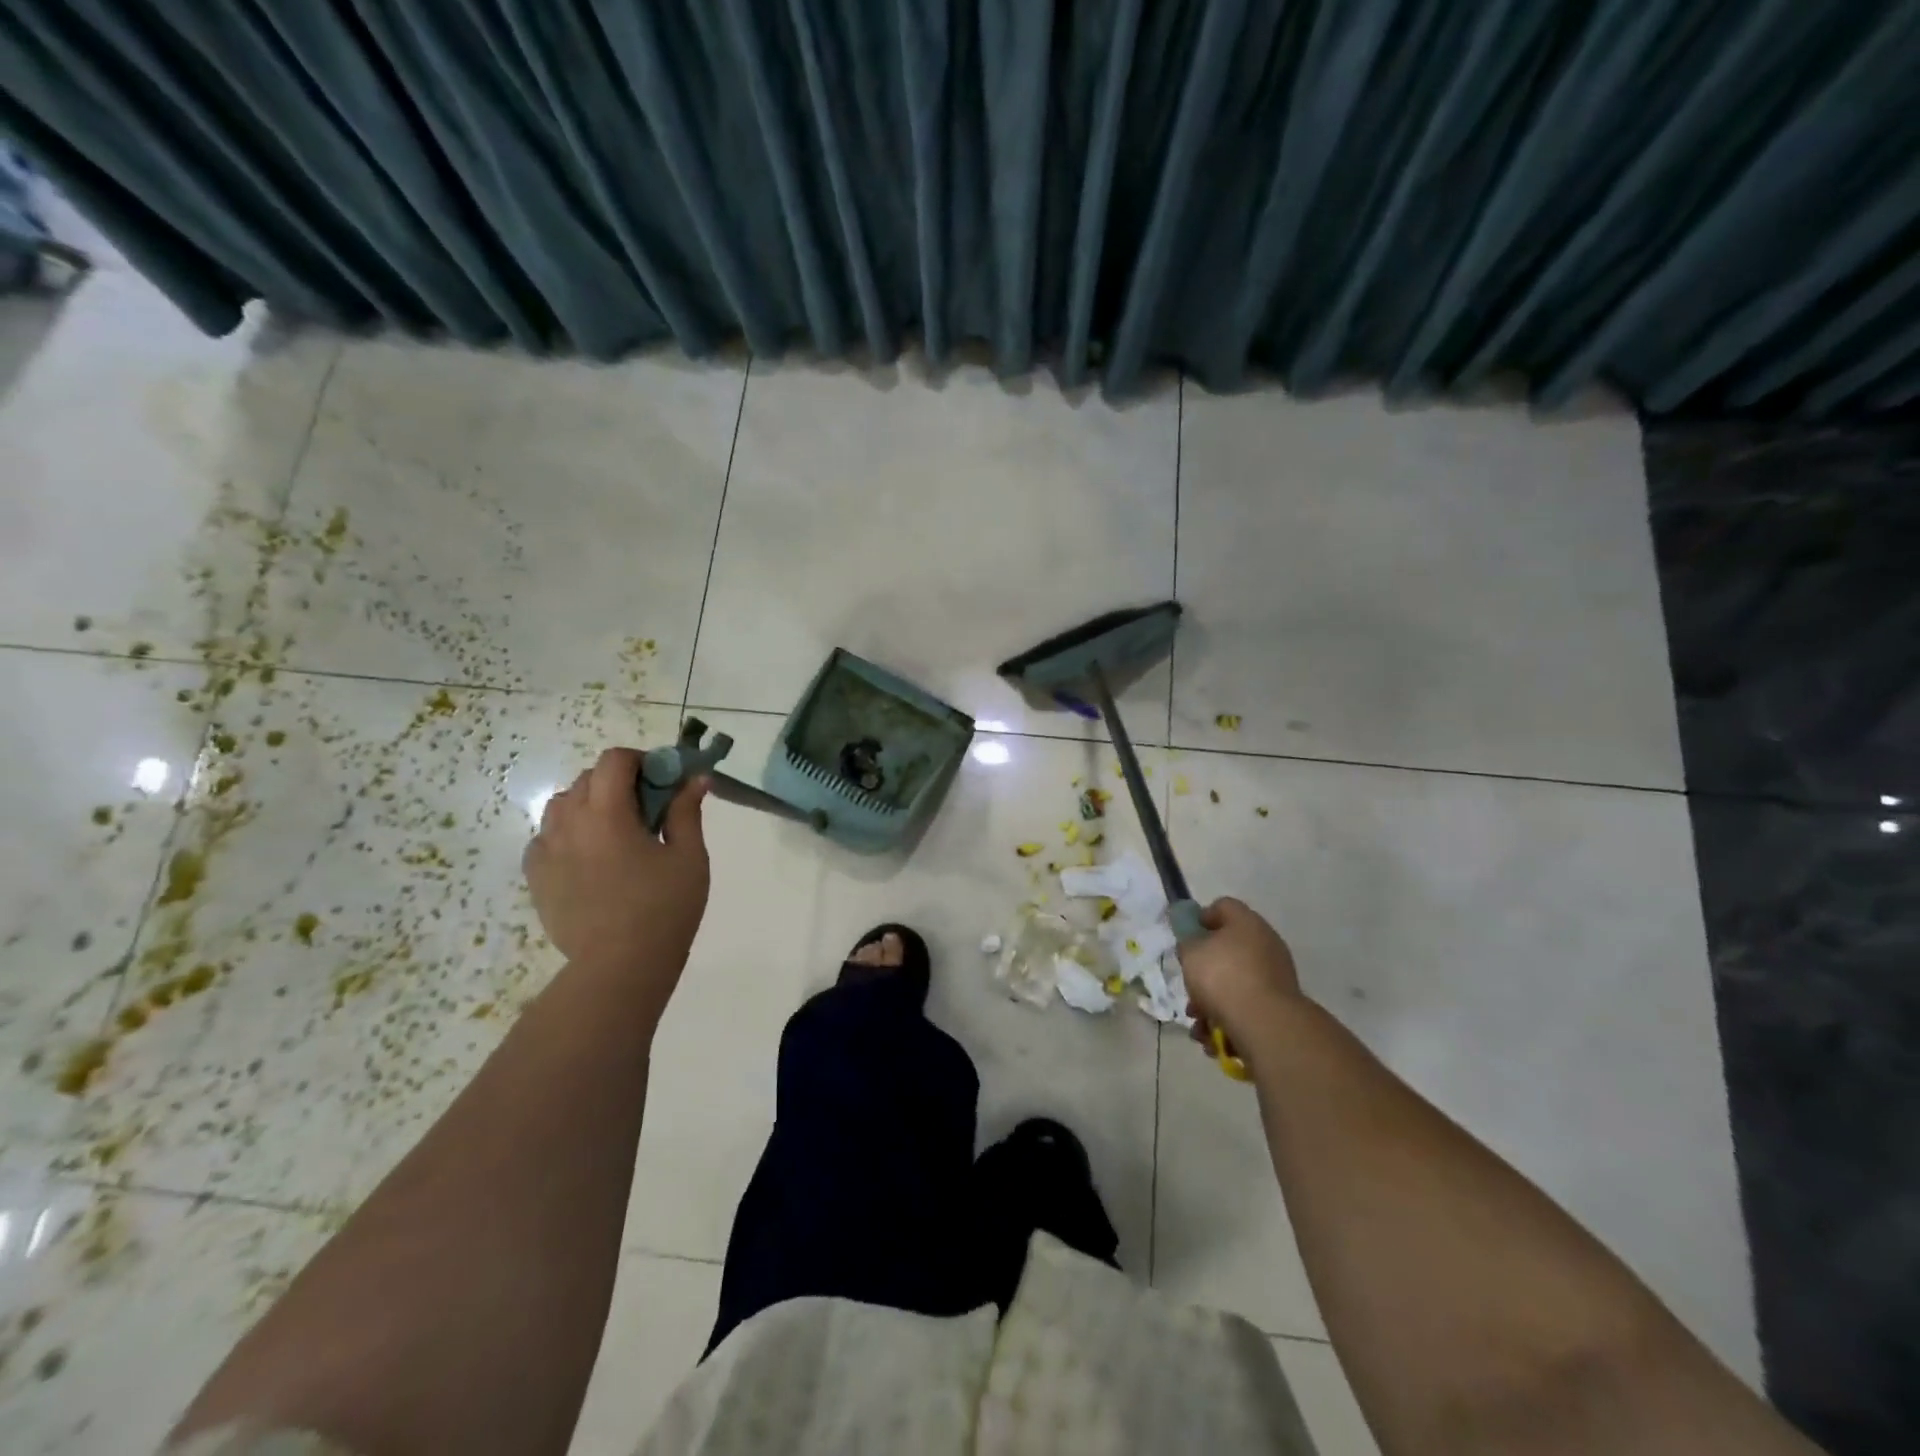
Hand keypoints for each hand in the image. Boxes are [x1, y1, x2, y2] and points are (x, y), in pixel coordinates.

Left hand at [522, 748, 710, 997]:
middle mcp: (569, 824)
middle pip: (587, 779)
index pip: (613, 761)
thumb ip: (687, 812)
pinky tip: (590, 856)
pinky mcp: (536, 877)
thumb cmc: (664, 908)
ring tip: (616, 832)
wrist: (619, 967)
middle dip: (618, 781)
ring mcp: (546, 851)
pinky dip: (568, 833)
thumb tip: (696, 778)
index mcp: (607, 814)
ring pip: (562, 805)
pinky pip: (546, 837)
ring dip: (590, 804)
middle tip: (648, 808)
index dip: (640, 760)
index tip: (662, 779)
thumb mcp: (688, 857)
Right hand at [1179, 898, 1303, 1055]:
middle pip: (1227, 950)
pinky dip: (1228, 1021)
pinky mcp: (1279, 1007)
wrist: (1265, 1025)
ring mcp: (1276, 977)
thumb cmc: (1222, 977)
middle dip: (1203, 973)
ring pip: (1234, 984)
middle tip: (1189, 989)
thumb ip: (1187, 942)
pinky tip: (1213, 1039)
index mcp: (1247, 923)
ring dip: (1211, 1003)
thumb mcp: (1191, 952)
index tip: (1186, 939)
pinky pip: (1246, 1008)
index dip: (1201, 918)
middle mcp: (1266, 945)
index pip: (1223, 906)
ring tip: (1198, 1025)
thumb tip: (1195, 942)